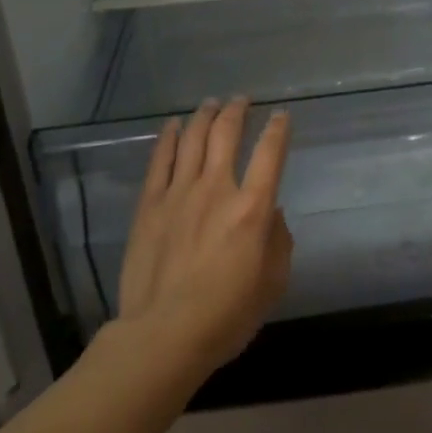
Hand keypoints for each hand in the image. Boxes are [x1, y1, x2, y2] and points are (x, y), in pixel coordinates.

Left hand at [115, 98, 293, 372]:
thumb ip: (278, 241)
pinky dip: (167, 138)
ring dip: (204, 116)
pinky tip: (172, 125)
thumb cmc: (227, 314)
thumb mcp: (273, 283)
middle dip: (237, 111)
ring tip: (211, 103)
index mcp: (252, 208)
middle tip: (242, 99)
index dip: (278, 130)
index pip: (270, 154)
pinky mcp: (150, 205)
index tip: (281, 116)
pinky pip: (160, 161)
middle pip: (226, 135)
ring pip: (192, 139)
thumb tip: (273, 214)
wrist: (165, 333)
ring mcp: (179, 194)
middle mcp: (217, 189)